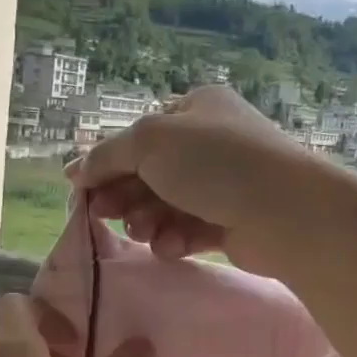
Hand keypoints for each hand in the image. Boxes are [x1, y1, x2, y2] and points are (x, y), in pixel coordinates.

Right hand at [72, 87, 328, 273]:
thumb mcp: (149, 142)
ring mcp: (224, 185)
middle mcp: (210, 143)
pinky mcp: (233, 224)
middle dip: (125, 196)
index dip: (108, 164)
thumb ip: (107, 156)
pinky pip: (190, 230)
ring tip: (144, 233)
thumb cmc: (214, 162)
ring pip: (167, 206)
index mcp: (195, 109)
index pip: (139, 137)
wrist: (283, 211)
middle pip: (150, 173)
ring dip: (147, 221)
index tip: (82, 192)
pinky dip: (175, 238)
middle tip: (103, 215)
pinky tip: (171, 247)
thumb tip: (73, 172)